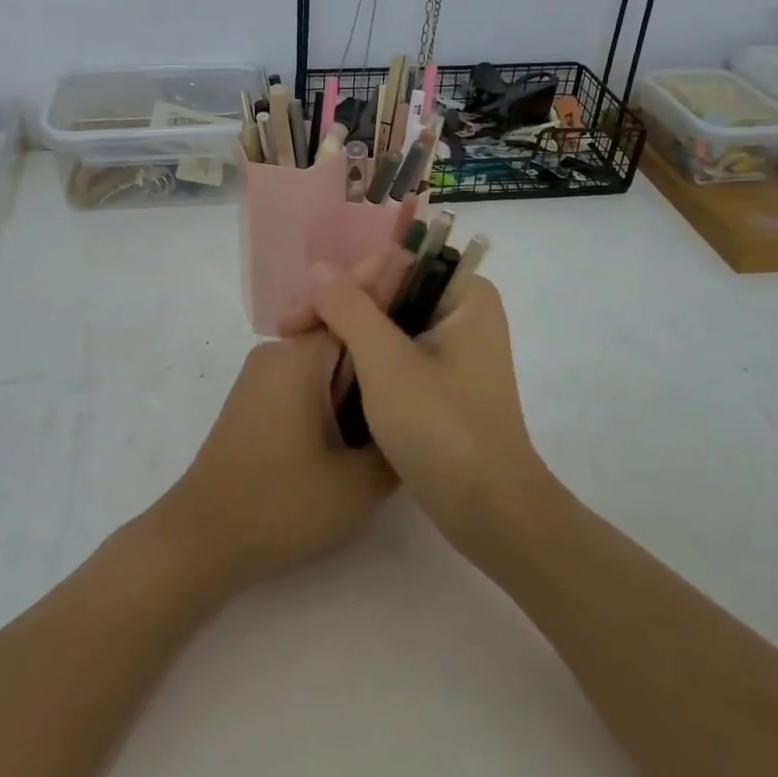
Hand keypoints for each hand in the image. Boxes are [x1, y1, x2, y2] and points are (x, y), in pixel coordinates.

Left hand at [154, 254, 408, 593]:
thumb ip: (397, 445)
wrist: (201, 540)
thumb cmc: (280, 506)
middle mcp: (278, 353)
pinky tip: (364, 416)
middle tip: (430, 347)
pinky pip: (307, 377)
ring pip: (326, 356)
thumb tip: (418, 420)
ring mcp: (263, 376)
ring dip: (361, 367)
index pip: (356, 306)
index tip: (427, 276)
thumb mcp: (357, 485)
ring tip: (406, 384)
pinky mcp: (256, 399)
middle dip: (381, 335)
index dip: (395, 293)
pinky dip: (337, 386)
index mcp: (301, 357)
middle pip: (342, 329)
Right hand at [283, 265, 551, 563]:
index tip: (294, 315)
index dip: (338, 283)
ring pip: (389, 323)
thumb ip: (350, 308)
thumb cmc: (441, 427)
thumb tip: (318, 268)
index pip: (391, 264)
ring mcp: (457, 350)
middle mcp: (465, 313)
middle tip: (287, 331)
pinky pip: (397, 352)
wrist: (490, 512)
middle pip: (388, 291)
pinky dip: (363, 357)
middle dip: (337, 307)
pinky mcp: (446, 382)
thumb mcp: (386, 362)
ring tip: (297, 344)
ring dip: (345, 332)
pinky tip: (330, 366)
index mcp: (466, 295)